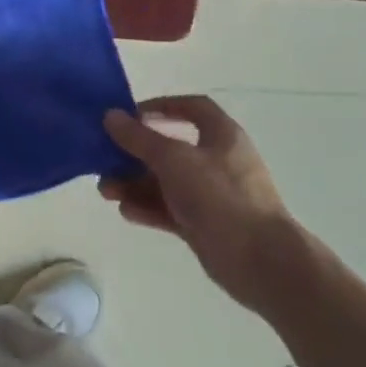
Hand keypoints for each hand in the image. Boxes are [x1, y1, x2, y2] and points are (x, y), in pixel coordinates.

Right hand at [101, 95, 304, 313]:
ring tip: (107, 192)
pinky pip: (169, 209)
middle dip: (135, 154)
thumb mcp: (173, 159)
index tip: (130, 115)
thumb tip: (111, 116)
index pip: (192, 108)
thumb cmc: (219, 196)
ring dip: (134, 183)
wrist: (259, 260)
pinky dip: (148, 208)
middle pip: (170, 148)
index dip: (162, 106)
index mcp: (221, 136)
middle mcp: (217, 161)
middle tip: (106, 160)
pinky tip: (126, 212)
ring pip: (165, 182)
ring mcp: (211, 195)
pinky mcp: (204, 224)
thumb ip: (139, 138)